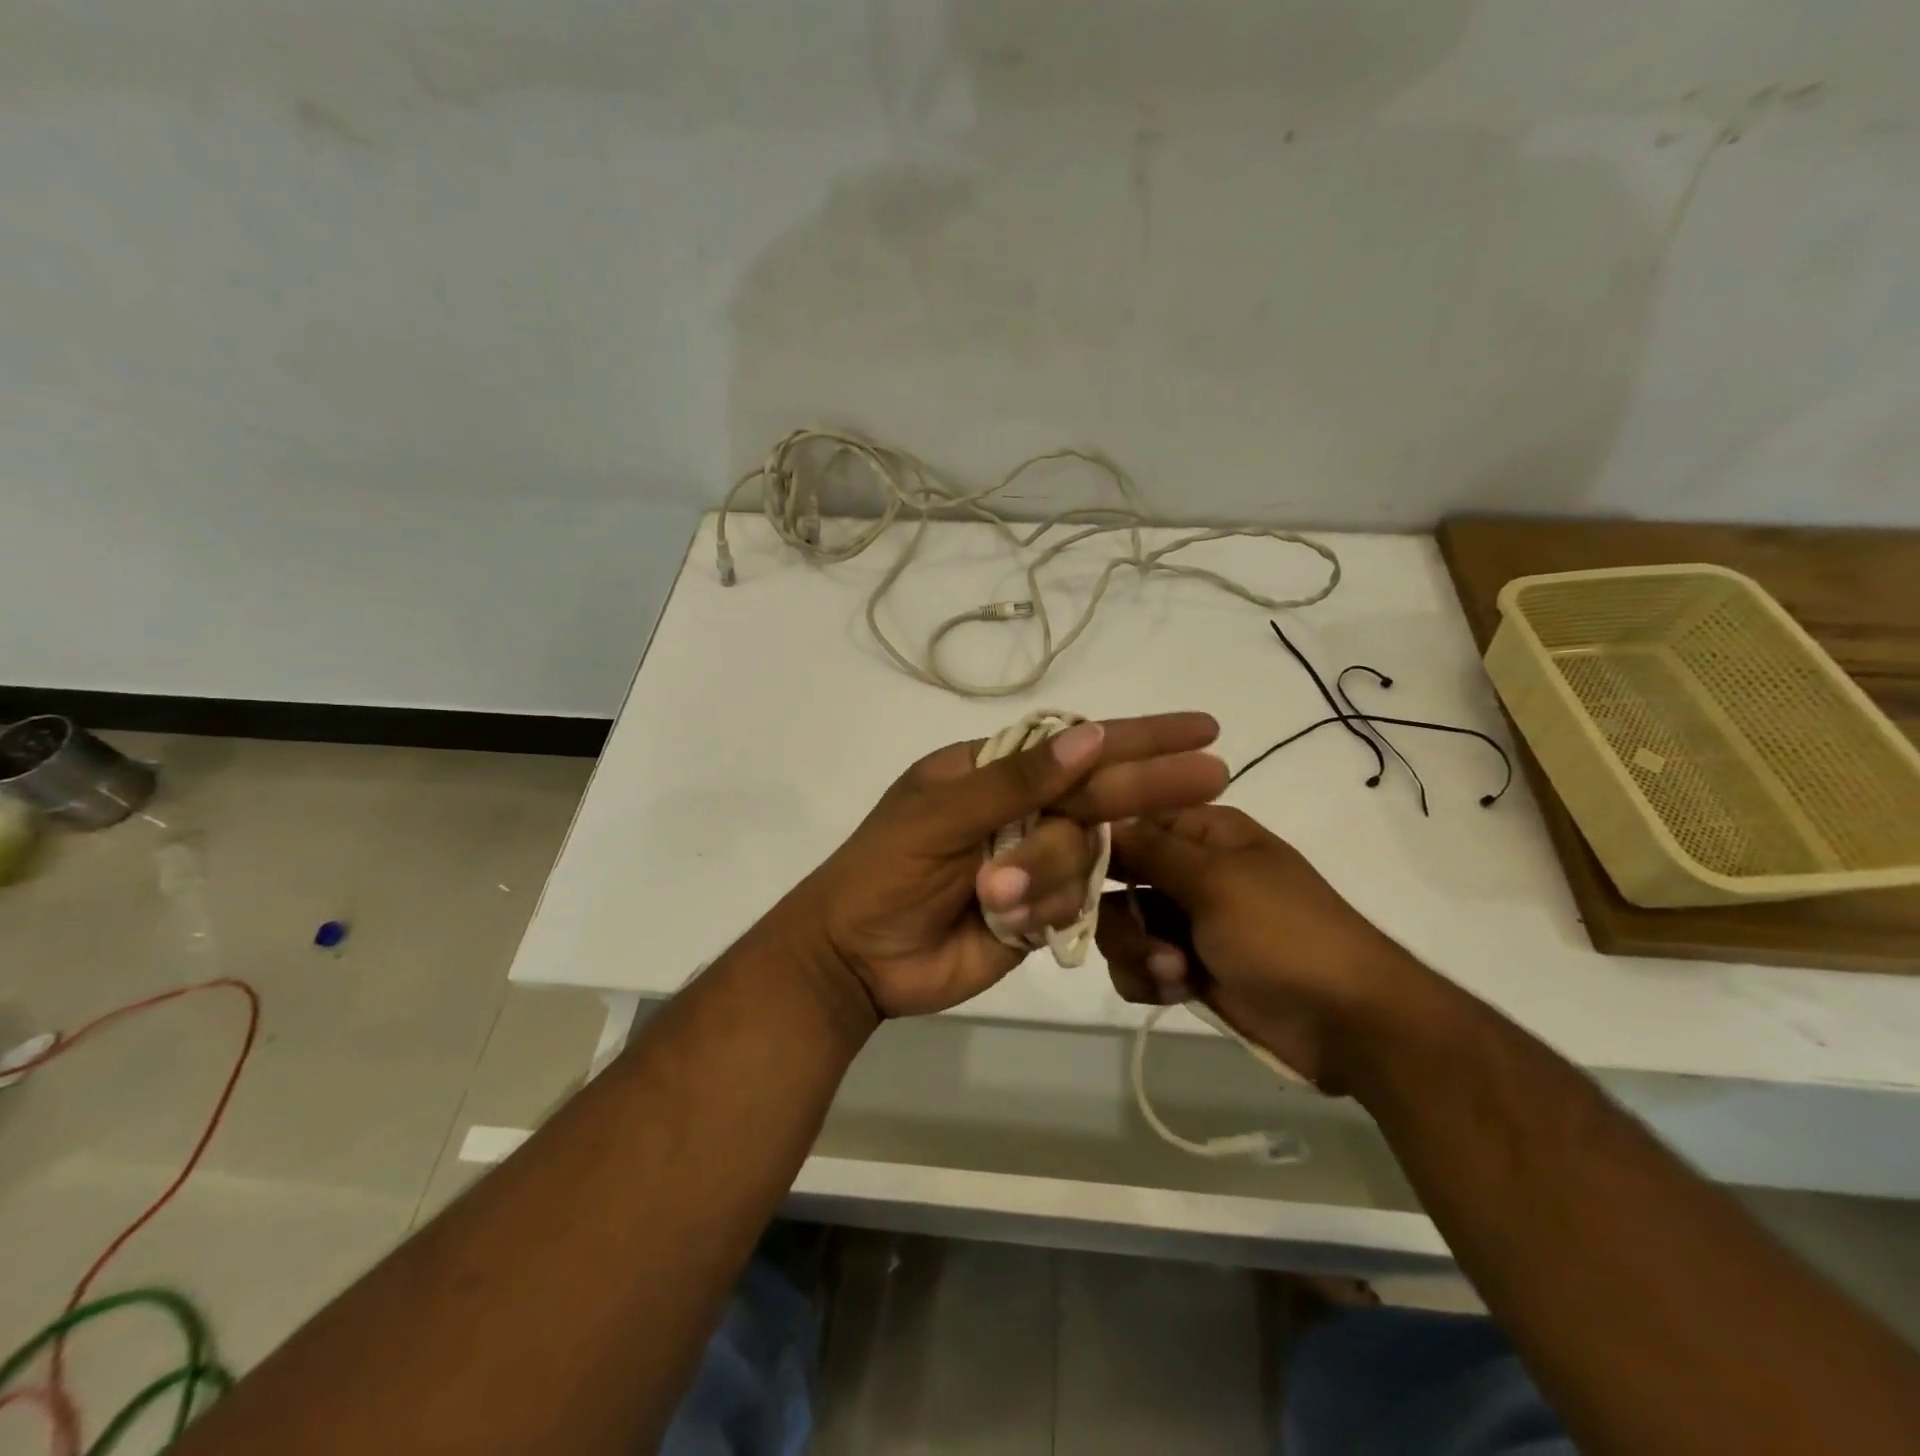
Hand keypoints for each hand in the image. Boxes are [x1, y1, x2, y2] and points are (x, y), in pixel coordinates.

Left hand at [790, 714, 1228, 1018]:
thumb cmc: (883, 871)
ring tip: (987, 899)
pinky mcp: (1038, 912)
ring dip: (1044, 877)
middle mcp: (1020, 809)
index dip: (1137, 736)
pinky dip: (1046, 912)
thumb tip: (1091, 736)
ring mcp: (1032, 862)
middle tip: (1213, 776)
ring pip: (1084, 855)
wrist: (854, 958)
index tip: (1197, 728)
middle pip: (1097, 793)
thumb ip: (1017, 781)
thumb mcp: (941, 817)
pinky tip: (1005, 922)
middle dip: (1149, 786)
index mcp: (992, 770)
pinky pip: (1073, 904)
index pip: (1076, 745)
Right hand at [1095, 806, 1429, 1089]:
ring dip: (1137, 953)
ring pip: (1118, 927)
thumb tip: (1097, 814)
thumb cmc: (1284, 933)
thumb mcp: (1216, 881)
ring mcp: (1184, 920)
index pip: (1130, 818)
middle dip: (1121, 915)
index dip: (1097, 840)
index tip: (1067, 863)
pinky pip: (1136, 965)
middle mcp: (1186, 870)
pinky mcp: (1183, 966)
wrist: (1345, 1022)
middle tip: (1146, 939)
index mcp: (1203, 832)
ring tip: (1175, 974)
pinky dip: (1150, 979)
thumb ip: (1150, 849)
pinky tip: (1180, 990)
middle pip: (1113, 878)